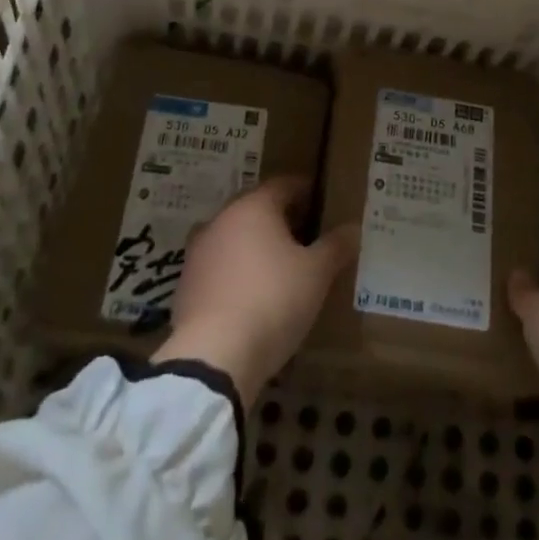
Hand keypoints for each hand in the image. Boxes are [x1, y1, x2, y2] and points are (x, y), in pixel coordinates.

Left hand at [153, 176, 357, 402]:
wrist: (213, 354)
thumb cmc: (273, 300)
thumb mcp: (316, 274)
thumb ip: (335, 247)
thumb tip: (353, 228)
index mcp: (254, 206)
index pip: (283, 185)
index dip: (304, 190)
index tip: (320, 200)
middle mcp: (222, 219)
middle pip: (255, 208)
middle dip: (279, 217)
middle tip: (303, 233)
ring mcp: (198, 251)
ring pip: (233, 236)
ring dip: (253, 244)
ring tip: (277, 265)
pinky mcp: (185, 284)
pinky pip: (218, 267)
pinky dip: (234, 272)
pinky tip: (250, 294)